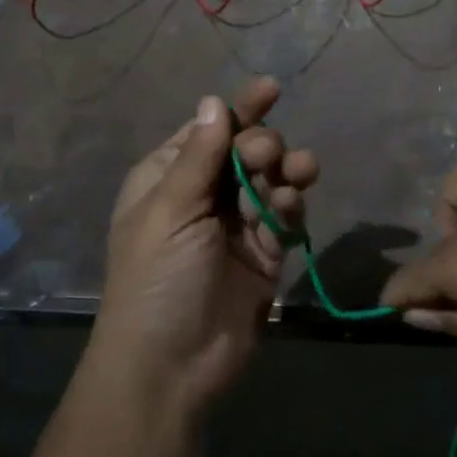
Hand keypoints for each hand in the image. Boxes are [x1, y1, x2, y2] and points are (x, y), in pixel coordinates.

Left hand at [93, 76, 318, 420]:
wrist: (170, 367)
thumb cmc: (157, 280)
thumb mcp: (170, 211)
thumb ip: (199, 156)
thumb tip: (213, 101)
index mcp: (167, 179)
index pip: (208, 131)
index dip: (238, 109)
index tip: (271, 88)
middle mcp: (202, 197)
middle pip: (243, 151)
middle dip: (261, 143)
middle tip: (269, 154)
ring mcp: (235, 226)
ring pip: (269, 181)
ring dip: (286, 169)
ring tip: (300, 170)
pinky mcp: (263, 255)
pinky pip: (282, 217)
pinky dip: (290, 205)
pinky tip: (292, 204)